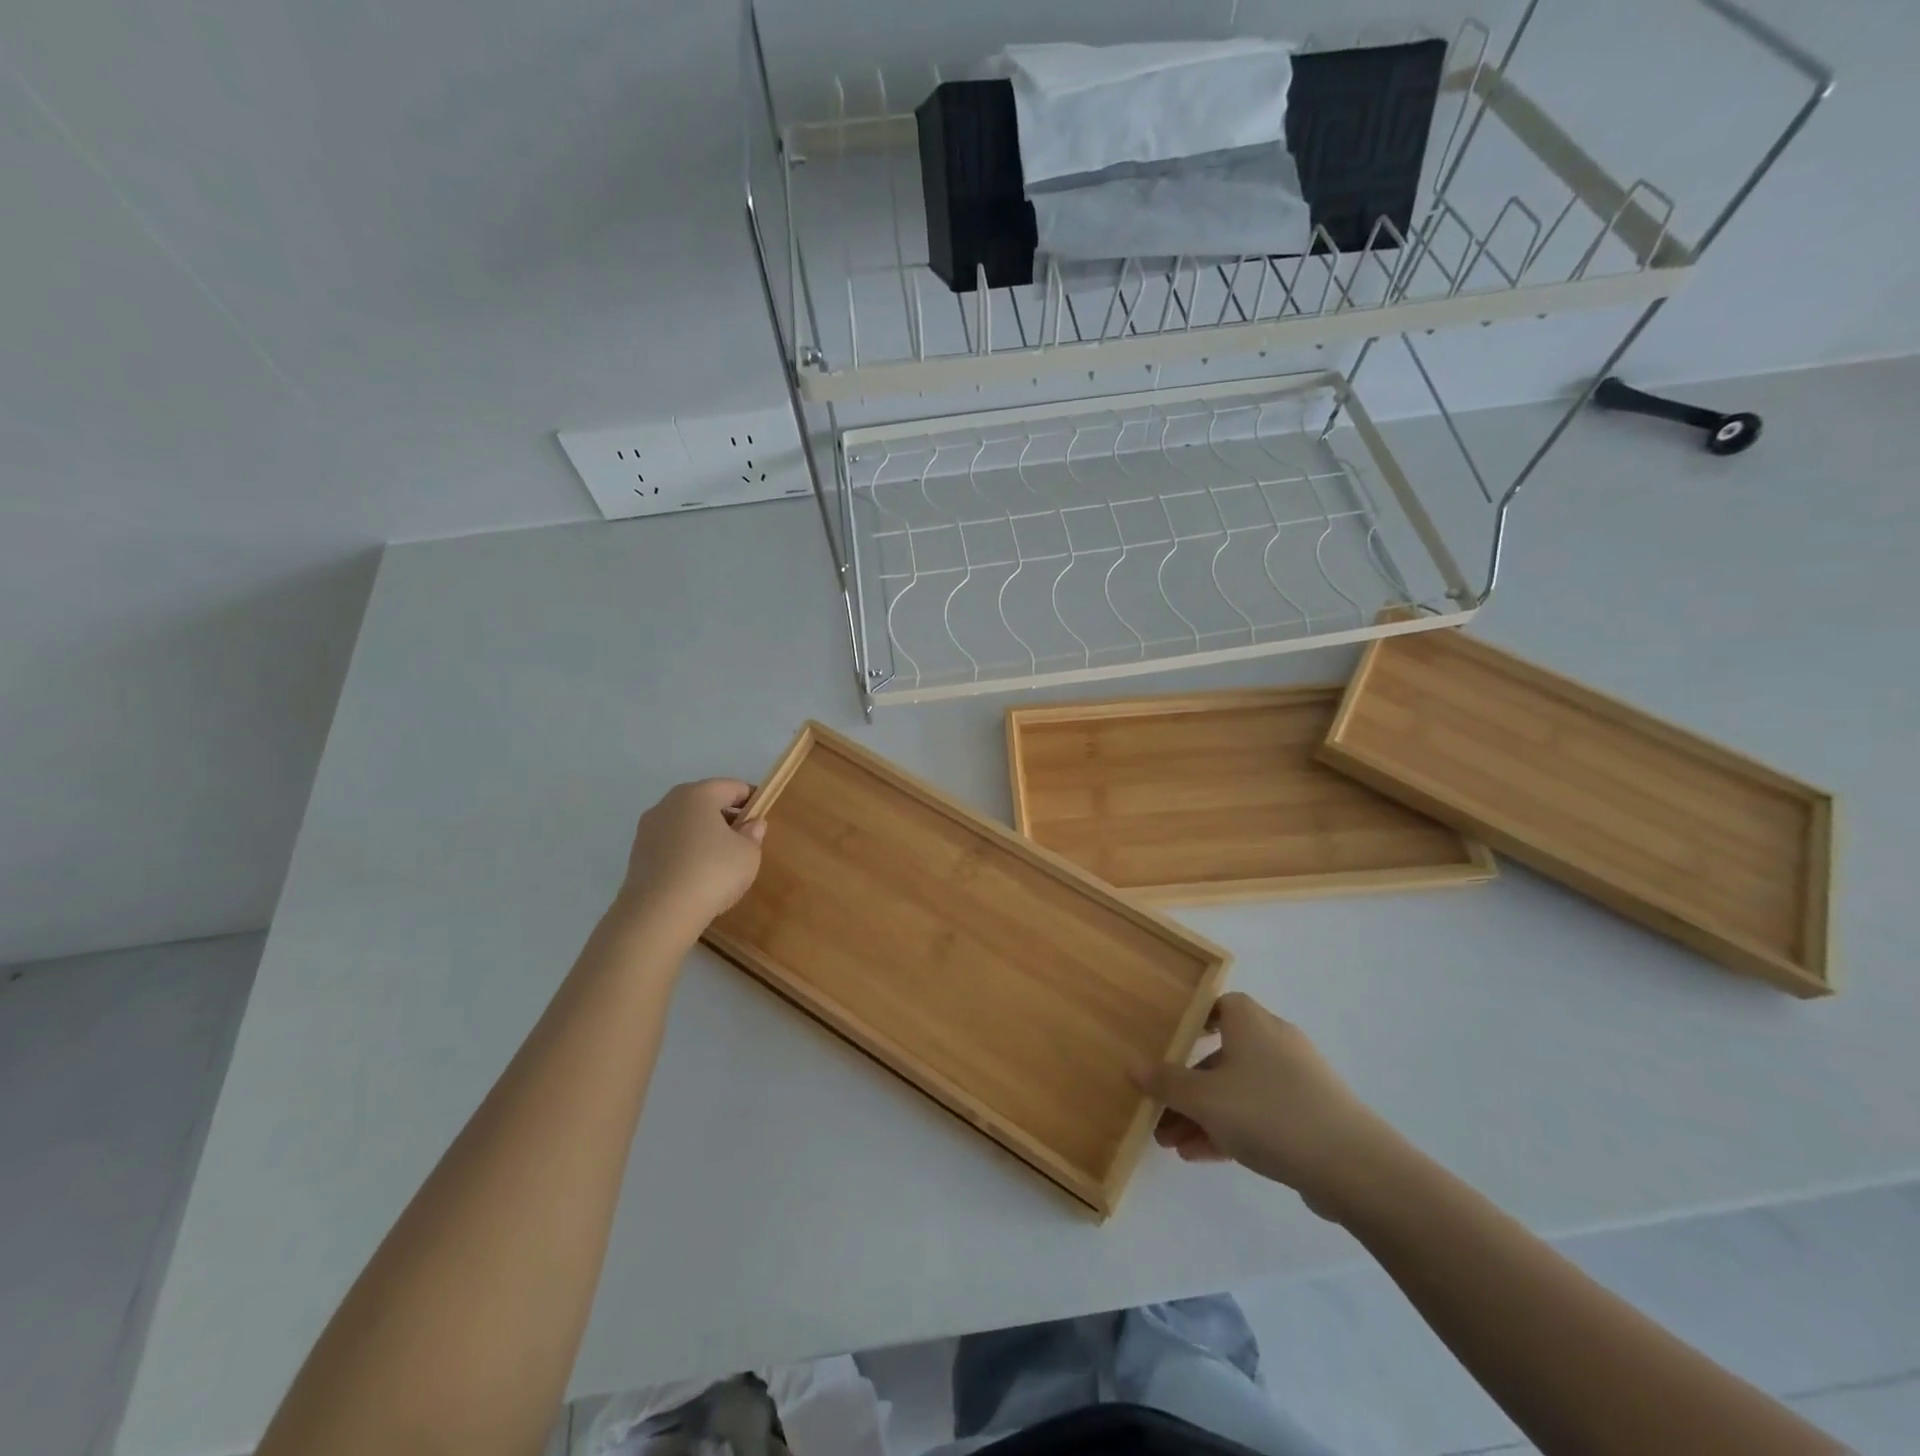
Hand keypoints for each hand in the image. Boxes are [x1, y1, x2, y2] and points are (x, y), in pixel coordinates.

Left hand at [616, 779, 765, 932]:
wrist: (658, 914)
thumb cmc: (712, 872)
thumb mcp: (748, 854)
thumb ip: (753, 834)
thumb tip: (751, 824)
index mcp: (698, 794)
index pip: (732, 787)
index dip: (752, 799)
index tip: (762, 817)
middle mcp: (668, 803)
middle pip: (705, 802)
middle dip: (726, 817)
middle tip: (743, 840)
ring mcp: (648, 829)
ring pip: (685, 823)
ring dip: (704, 835)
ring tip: (720, 862)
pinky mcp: (637, 854)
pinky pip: (670, 845)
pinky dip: (686, 852)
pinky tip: (697, 876)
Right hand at [1134, 992, 1402, 1221]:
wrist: (1353, 1166)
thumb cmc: (1268, 1112)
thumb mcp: (1204, 1099)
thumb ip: (1166, 1082)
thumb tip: (1133, 1065)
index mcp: (1250, 1022)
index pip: (1216, 1006)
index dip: (1190, 1023)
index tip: (1166, 1047)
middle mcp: (1274, 1041)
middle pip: (1220, 1057)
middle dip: (1187, 1087)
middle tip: (1159, 1114)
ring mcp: (1296, 1080)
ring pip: (1238, 1091)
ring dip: (1203, 1115)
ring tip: (1172, 1145)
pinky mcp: (1310, 1116)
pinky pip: (1260, 1115)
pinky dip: (1231, 1130)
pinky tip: (1201, 1157)